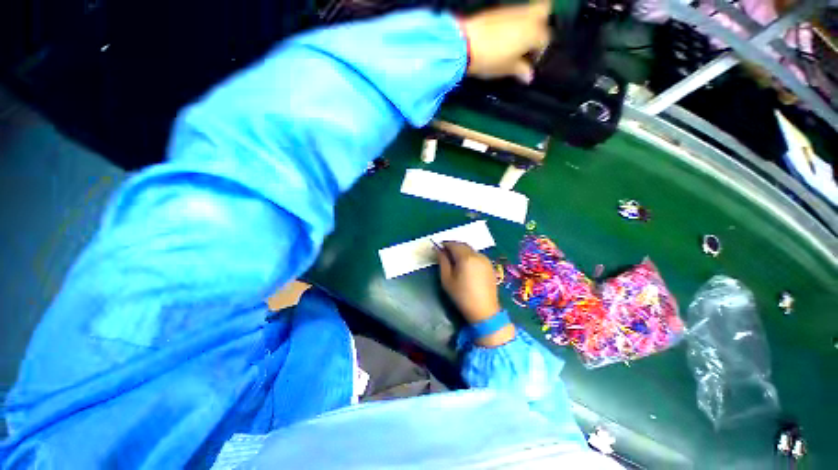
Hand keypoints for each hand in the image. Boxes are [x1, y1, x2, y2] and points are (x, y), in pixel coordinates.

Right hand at [437, 241, 514, 346]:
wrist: (484, 311)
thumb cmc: (462, 296)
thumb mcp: (447, 279)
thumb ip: (442, 262)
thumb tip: (438, 250)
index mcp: (466, 258)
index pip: (454, 244)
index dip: (445, 244)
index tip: (438, 247)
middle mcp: (477, 255)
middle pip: (463, 245)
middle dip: (453, 246)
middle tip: (444, 252)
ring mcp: (485, 260)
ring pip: (471, 250)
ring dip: (461, 250)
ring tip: (454, 259)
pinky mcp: (490, 266)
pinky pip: (477, 256)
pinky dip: (469, 256)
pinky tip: (465, 265)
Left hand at [458, 1, 551, 83]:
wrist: (465, 45)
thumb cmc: (490, 60)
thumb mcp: (506, 68)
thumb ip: (520, 70)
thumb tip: (529, 76)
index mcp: (533, 32)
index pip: (545, 39)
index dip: (539, 52)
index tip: (529, 64)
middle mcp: (527, 16)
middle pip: (544, 11)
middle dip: (542, 24)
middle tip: (530, 42)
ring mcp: (513, 10)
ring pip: (528, 10)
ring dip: (527, 23)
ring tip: (516, 41)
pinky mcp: (498, 10)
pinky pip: (513, 13)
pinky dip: (513, 22)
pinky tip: (504, 36)